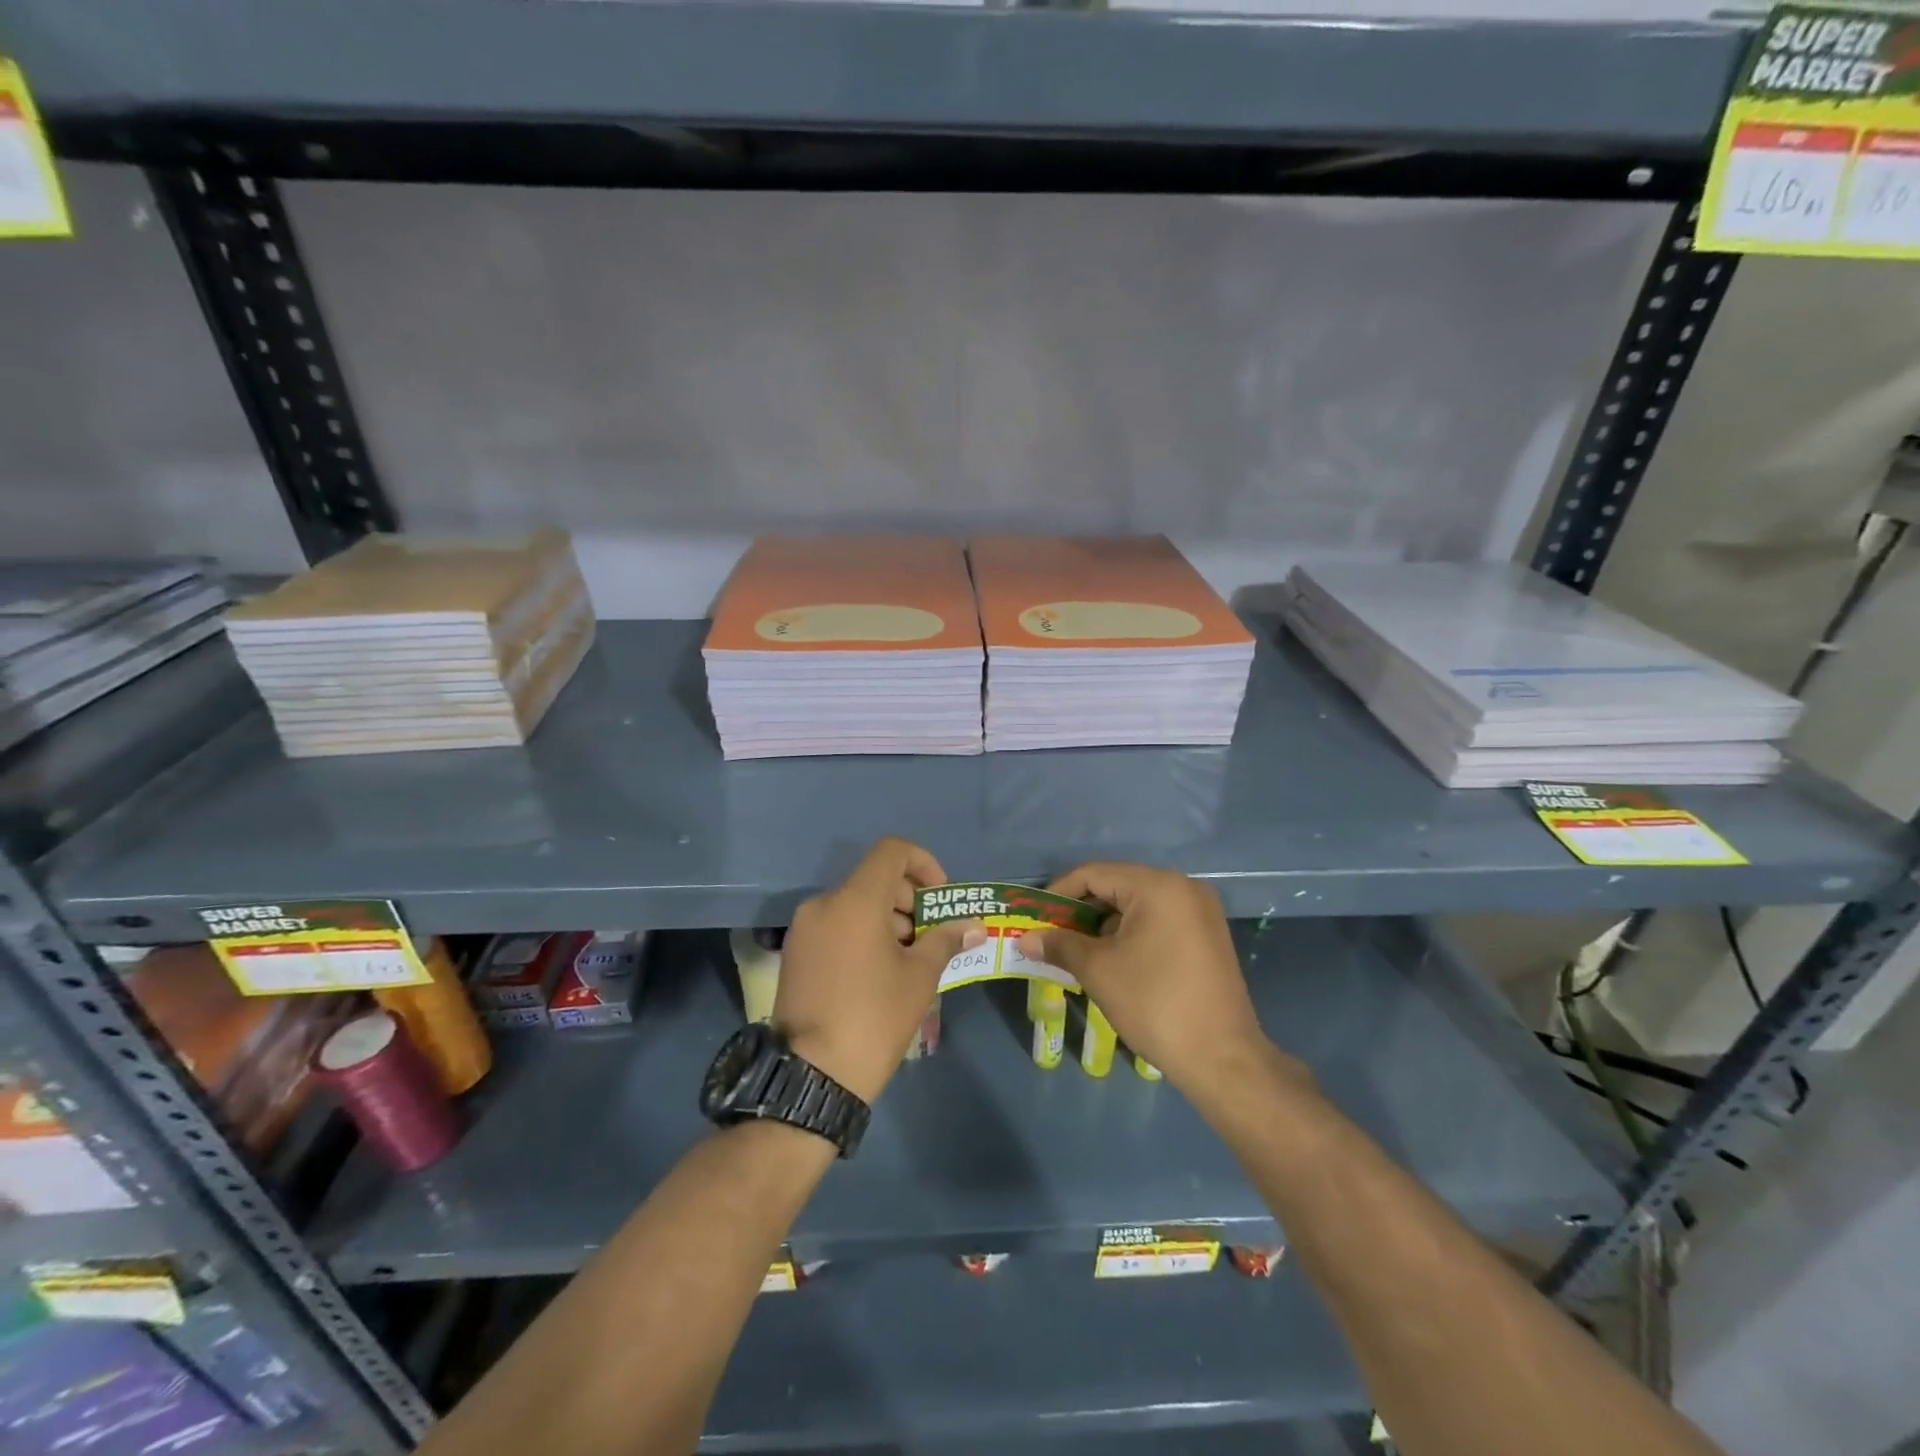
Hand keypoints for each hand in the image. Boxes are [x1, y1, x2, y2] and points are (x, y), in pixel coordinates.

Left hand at [774, 837, 983, 1102]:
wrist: (811, 1077)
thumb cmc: (874, 1018)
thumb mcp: (919, 978)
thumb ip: (945, 940)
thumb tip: (974, 926)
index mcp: (855, 900)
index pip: (892, 851)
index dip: (924, 863)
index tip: (939, 898)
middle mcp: (824, 903)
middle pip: (874, 877)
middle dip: (909, 898)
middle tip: (930, 936)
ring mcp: (804, 928)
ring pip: (855, 903)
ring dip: (887, 918)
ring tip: (908, 959)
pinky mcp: (795, 952)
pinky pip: (836, 924)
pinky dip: (862, 932)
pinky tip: (879, 971)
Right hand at [1017, 862, 1271, 1102]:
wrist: (1222, 1058)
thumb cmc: (1155, 1004)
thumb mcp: (1098, 970)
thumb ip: (1059, 945)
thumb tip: (1024, 938)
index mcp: (1157, 886)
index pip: (1094, 874)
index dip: (1058, 893)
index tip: (1035, 918)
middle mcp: (1183, 887)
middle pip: (1116, 886)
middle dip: (1080, 910)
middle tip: (1051, 936)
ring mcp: (1200, 911)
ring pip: (1137, 905)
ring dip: (1103, 924)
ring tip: (1076, 952)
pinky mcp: (1207, 935)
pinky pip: (1158, 921)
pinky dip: (1130, 934)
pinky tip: (1112, 960)